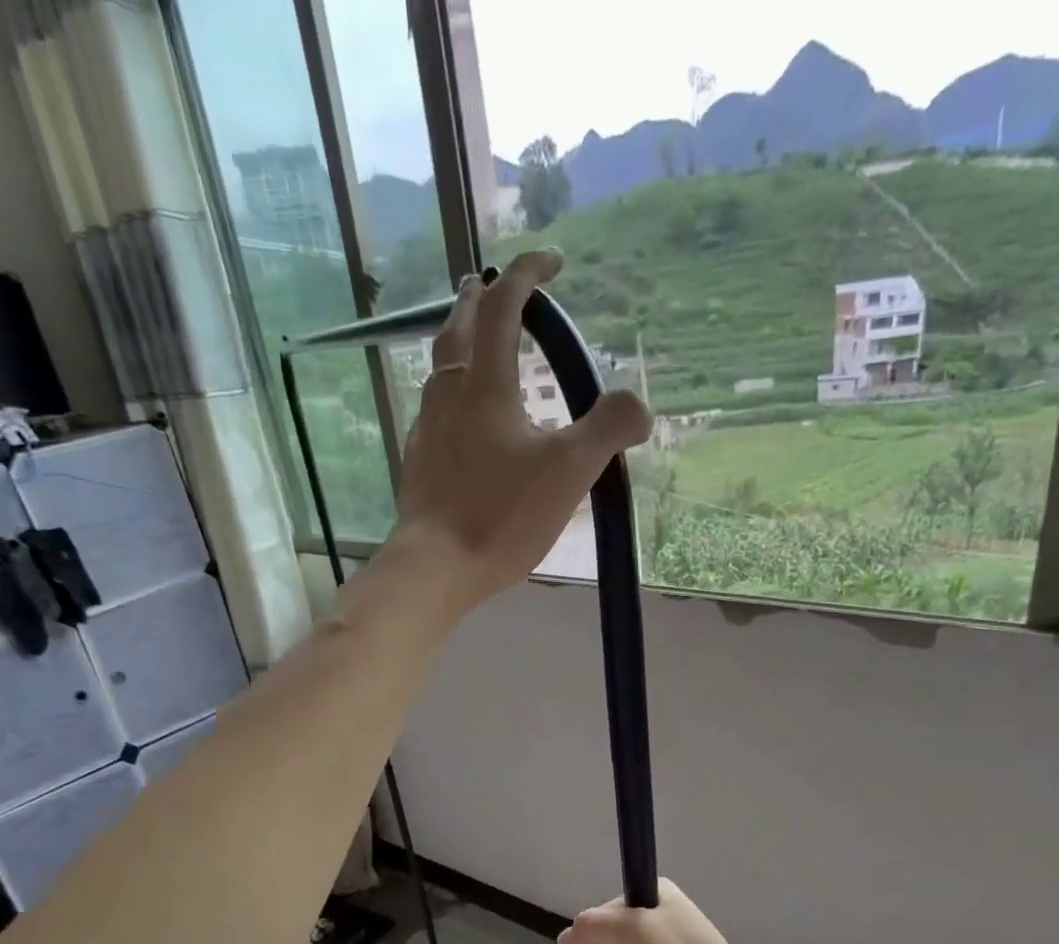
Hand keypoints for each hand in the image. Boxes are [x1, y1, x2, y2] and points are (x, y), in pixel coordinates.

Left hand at [393, 250, 650, 609]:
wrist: (435, 567)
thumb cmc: (501, 515)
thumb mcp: (569, 471)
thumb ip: (608, 430)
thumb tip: (640, 406)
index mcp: (485, 384)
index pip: (502, 306)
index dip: (527, 274)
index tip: (552, 260)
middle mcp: (448, 393)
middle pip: (458, 326)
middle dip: (479, 298)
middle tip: (492, 285)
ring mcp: (426, 428)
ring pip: (439, 367)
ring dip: (459, 341)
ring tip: (476, 343)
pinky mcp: (418, 462)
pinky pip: (434, 408)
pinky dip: (451, 390)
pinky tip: (461, 417)